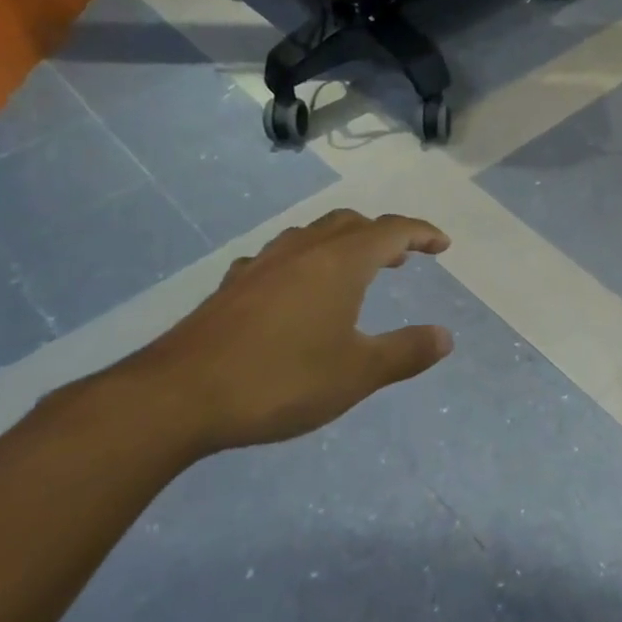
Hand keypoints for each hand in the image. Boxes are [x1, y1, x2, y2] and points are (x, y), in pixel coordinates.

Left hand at [122, 209, 453, 452]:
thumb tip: (445, 336)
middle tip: (402, 258)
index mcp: (340, 262)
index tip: (443, 244)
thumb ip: (406, 352)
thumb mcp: (357, 374)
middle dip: (382, 234)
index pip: (392, 230)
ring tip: (352, 270)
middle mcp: (303, 251)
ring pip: (311, 234)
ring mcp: (262, 265)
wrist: (176, 397)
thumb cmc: (280, 380)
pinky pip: (277, 258)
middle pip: (351, 223)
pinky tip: (293, 290)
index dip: (422, 232)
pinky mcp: (231, 287)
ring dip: (341, 243)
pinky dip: (301, 262)